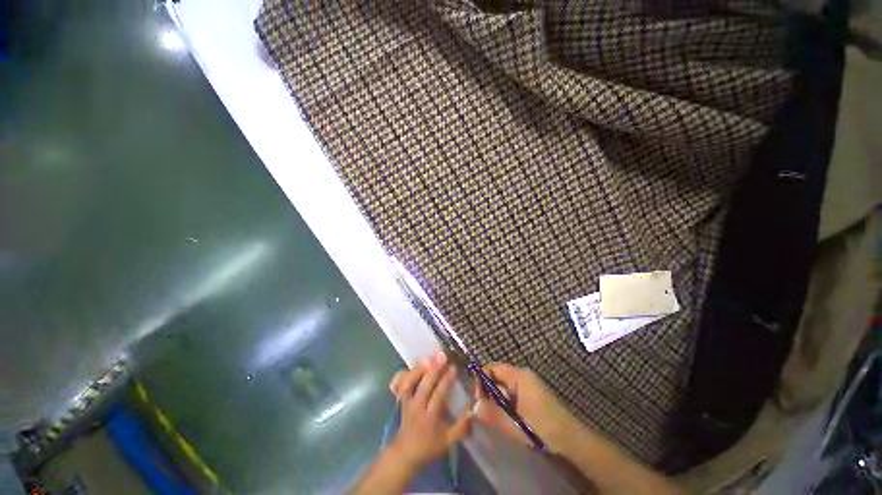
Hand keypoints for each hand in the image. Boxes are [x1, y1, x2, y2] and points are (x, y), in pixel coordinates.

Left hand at [387, 352, 471, 469]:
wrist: (405, 453)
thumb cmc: (429, 446)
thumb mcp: (448, 441)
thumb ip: (462, 427)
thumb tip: (474, 410)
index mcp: (430, 417)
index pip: (438, 395)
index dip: (446, 380)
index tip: (454, 368)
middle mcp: (417, 407)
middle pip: (424, 385)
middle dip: (434, 369)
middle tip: (443, 355)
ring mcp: (407, 402)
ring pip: (409, 382)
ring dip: (419, 368)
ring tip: (429, 357)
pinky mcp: (401, 399)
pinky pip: (400, 384)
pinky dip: (406, 373)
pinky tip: (415, 364)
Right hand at [472, 363, 576, 451]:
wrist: (572, 439)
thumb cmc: (542, 428)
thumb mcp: (514, 424)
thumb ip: (492, 414)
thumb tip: (473, 407)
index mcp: (518, 375)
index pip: (491, 368)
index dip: (481, 380)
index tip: (479, 401)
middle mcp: (523, 375)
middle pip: (497, 376)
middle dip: (489, 393)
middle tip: (488, 413)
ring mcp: (529, 384)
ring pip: (505, 387)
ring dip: (498, 401)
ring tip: (499, 419)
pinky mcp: (533, 395)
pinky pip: (513, 394)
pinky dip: (507, 404)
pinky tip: (510, 420)